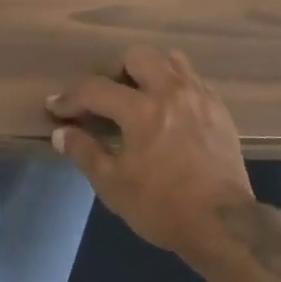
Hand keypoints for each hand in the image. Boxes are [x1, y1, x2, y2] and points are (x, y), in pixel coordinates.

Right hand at [47, 44, 253, 259]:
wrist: (223, 225)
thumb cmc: (162, 207)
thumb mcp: (113, 186)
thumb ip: (84, 152)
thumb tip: (61, 133)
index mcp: (142, 111)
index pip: (96, 90)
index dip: (71, 98)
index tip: (57, 108)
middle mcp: (171, 92)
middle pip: (138, 55)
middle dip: (116, 71)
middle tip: (108, 98)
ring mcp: (199, 97)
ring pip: (171, 60)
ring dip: (150, 71)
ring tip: (141, 97)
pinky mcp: (219, 109)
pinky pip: (193, 79)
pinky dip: (175, 86)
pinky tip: (170, 111)